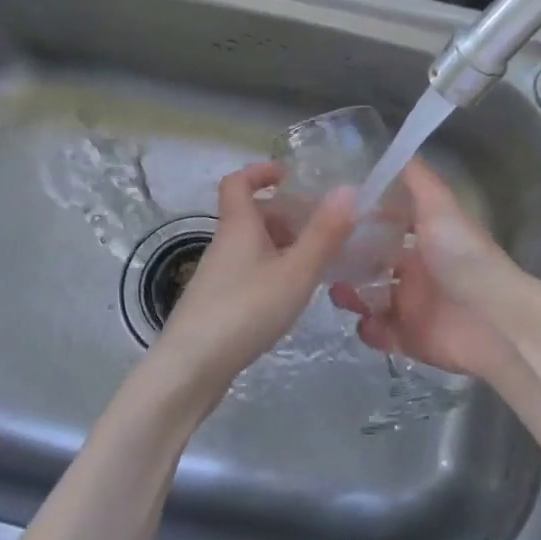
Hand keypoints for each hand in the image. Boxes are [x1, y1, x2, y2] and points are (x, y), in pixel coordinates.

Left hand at [149, 162, 355, 391]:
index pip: (238, 181)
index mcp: (238, 226)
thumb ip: (324, 233)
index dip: (261, 171)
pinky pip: (251, 270)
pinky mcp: (220, 302)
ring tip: (320, 259)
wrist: (192, 368)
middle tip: (324, 225)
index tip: (291, 176)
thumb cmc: (246, 310)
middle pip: (253, 215)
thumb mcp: (295, 271)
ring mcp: (219, 275)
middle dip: (287, 213)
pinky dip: (275, 269)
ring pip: (254, 245)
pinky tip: (294, 292)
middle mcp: (225, 244)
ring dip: (285, 243)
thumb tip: (348, 189)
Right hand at [331, 160, 522, 382]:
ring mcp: (414, 307)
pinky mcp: (411, 339)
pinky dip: (369, 330)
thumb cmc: (463, 257)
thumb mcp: (440, 208)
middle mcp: (418, 272)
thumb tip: (401, 149)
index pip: (388, 227)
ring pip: (371, 298)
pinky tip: (364, 321)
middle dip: (349, 262)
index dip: (363, 222)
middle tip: (324, 258)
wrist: (493, 320)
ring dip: (351, 295)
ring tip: (338, 292)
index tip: (331, 216)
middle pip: (374, 264)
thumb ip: (419, 182)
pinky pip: (381, 334)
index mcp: (426, 240)